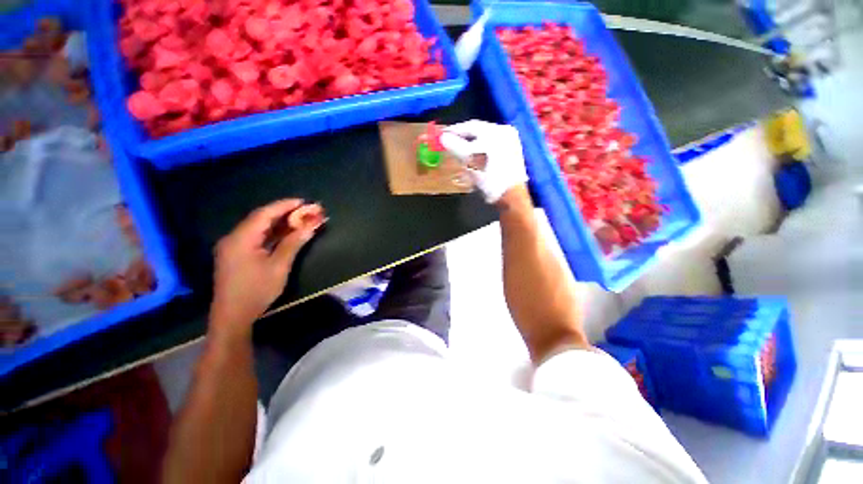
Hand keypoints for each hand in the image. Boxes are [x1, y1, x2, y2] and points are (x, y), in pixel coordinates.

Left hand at [210, 199, 321, 337]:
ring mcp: (234, 246)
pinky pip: (256, 237)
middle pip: (261, 219)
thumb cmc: (256, 291)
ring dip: (280, 223)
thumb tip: (311, 226)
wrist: (232, 316)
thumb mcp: (279, 266)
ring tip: (300, 219)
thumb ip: (294, 243)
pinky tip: (286, 233)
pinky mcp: (237, 254)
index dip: (285, 205)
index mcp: (241, 238)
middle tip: (306, 210)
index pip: (264, 214)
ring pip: (259, 228)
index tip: (304, 201)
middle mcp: (234, 238)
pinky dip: (273, 233)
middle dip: (285, 213)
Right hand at [439, 120, 527, 202]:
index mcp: (497, 130)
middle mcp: (506, 133)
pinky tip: (475, 160)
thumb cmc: (489, 176)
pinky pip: (492, 150)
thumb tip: (443, 137)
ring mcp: (511, 145)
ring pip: (485, 142)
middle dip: (464, 139)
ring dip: (472, 147)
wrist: (509, 195)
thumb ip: (455, 146)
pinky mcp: (512, 156)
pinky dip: (481, 153)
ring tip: (461, 153)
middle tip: (451, 144)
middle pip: (479, 133)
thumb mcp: (469, 160)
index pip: (471, 126)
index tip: (444, 135)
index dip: (455, 130)